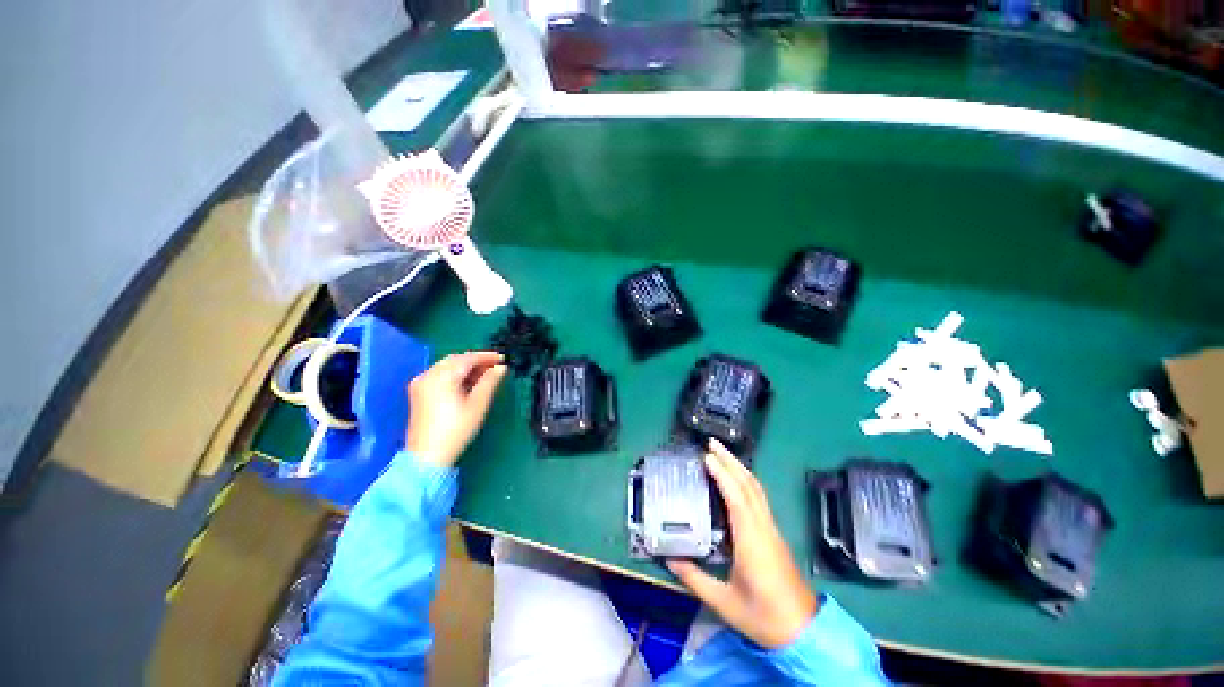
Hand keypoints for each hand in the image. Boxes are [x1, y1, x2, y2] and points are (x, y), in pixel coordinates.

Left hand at [405, 351, 507, 467]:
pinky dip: (455, 375)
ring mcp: (421, 383)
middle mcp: (428, 375)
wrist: (427, 456)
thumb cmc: (456, 430)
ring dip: (466, 367)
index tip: (503, 358)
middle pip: (455, 360)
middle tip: (495, 366)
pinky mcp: (419, 393)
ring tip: (485, 375)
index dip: (486, 356)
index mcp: (442, 376)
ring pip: (447, 366)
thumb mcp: (478, 405)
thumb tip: (500, 368)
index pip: (467, 358)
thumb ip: (490, 382)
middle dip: (476, 361)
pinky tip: (468, 383)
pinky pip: (439, 375)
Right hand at [667, 439, 817, 648]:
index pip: (736, 498)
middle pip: (749, 485)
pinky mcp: (773, 533)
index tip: (706, 456)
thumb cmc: (763, 617)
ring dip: (739, 467)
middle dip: (731, 461)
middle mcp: (763, 527)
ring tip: (721, 453)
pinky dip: (746, 480)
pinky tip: (736, 478)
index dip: (722, 474)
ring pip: (756, 489)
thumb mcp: (724, 602)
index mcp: (751, 540)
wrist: (803, 631)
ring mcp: (771, 528)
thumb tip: (669, 558)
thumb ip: (695, 579)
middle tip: (711, 443)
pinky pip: (759, 497)